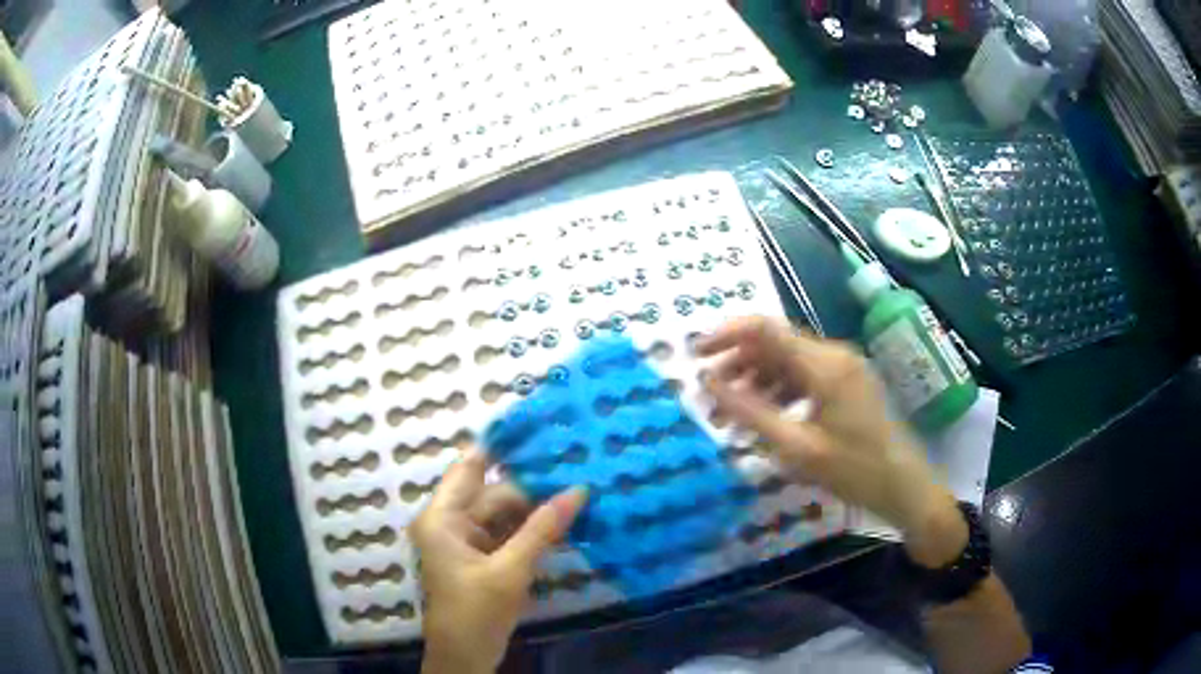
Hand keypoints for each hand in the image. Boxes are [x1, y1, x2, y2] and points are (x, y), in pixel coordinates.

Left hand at [410, 450, 586, 672]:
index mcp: (442, 518)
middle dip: (533, 487)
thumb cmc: (475, 613)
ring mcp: (466, 542)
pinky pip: (509, 535)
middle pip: (494, 494)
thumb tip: (579, 490)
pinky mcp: (482, 559)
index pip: (469, 467)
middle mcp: (450, 523)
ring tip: (578, 493)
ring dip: (537, 511)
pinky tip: (565, 524)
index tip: (536, 427)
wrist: (466, 658)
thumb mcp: (510, 571)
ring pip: (505, 515)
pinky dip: (533, 532)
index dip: (499, 446)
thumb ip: (542, 529)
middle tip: (576, 470)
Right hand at [697, 317, 964, 567]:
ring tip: (731, 412)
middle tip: (709, 395)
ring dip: (755, 379)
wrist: (905, 487)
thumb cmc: (854, 471)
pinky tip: (765, 416)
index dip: (726, 335)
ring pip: (787, 360)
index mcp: (825, 365)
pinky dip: (778, 390)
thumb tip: (708, 383)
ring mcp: (843, 368)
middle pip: (775, 343)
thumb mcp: (797, 448)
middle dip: (737, 363)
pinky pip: (804, 376)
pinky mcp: (847, 383)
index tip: (695, 356)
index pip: (765, 329)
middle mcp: (834, 355)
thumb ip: (750, 412)